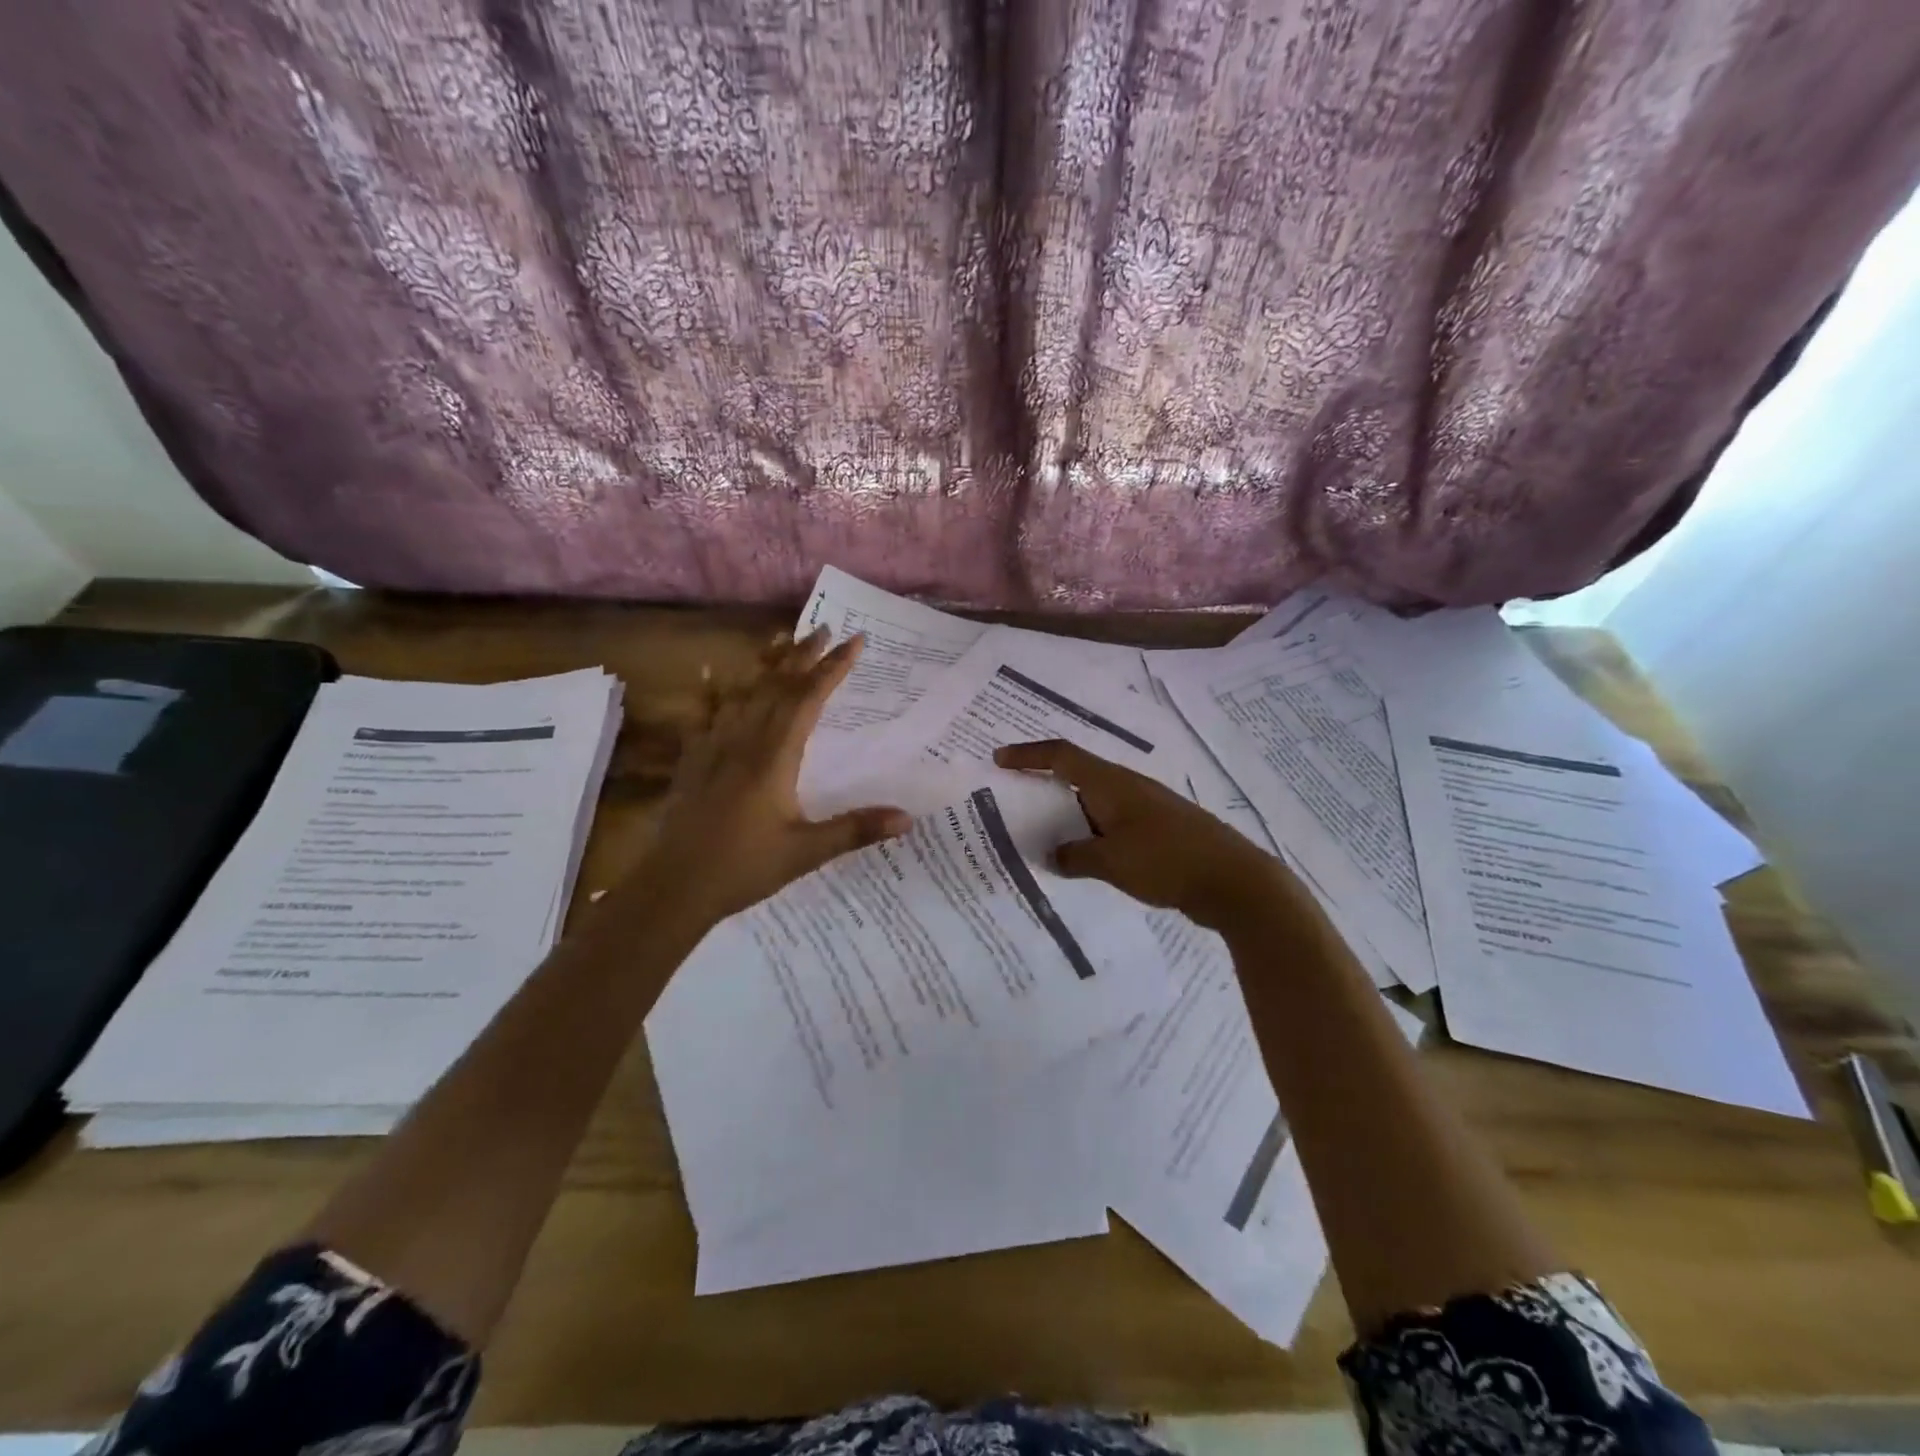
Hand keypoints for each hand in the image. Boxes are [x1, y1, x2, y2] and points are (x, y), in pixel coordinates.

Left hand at [638, 629, 910, 924]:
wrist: (674, 887)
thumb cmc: (743, 869)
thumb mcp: (805, 852)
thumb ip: (855, 830)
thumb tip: (907, 818)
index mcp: (773, 759)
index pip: (807, 701)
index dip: (832, 669)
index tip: (854, 642)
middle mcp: (743, 742)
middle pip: (775, 687)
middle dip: (802, 656)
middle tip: (823, 629)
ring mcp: (713, 748)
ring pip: (741, 694)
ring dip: (764, 664)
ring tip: (781, 639)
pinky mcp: (693, 761)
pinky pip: (704, 715)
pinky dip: (711, 692)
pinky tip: (707, 674)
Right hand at [993, 739, 1292, 931]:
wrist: (1234, 881)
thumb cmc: (1167, 860)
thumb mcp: (1112, 861)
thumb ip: (1075, 857)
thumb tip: (1053, 855)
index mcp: (1112, 784)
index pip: (1062, 756)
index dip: (1029, 755)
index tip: (999, 759)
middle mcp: (1127, 789)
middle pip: (1076, 777)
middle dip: (1044, 786)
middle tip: (1013, 802)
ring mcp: (1145, 810)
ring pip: (1094, 804)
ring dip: (1067, 816)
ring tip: (1040, 835)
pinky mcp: (1157, 833)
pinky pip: (1111, 826)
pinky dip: (1089, 836)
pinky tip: (1081, 860)